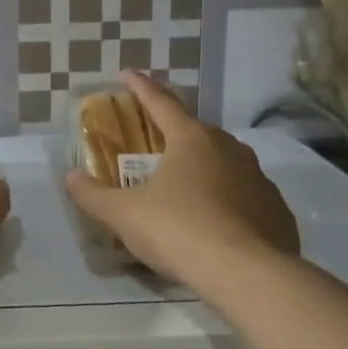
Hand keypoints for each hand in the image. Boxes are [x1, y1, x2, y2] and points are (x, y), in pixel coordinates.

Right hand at [65, 71, 300, 289]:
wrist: (246, 275)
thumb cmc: (178, 231)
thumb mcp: (124, 215)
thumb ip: (93, 195)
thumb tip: (71, 177)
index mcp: (191, 139)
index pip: (160, 102)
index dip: (141, 87)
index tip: (127, 73)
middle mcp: (229, 148)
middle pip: (195, 130)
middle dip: (173, 132)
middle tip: (154, 142)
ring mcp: (258, 177)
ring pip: (224, 161)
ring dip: (203, 166)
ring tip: (185, 186)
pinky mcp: (275, 208)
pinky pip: (245, 195)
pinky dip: (227, 200)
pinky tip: (217, 222)